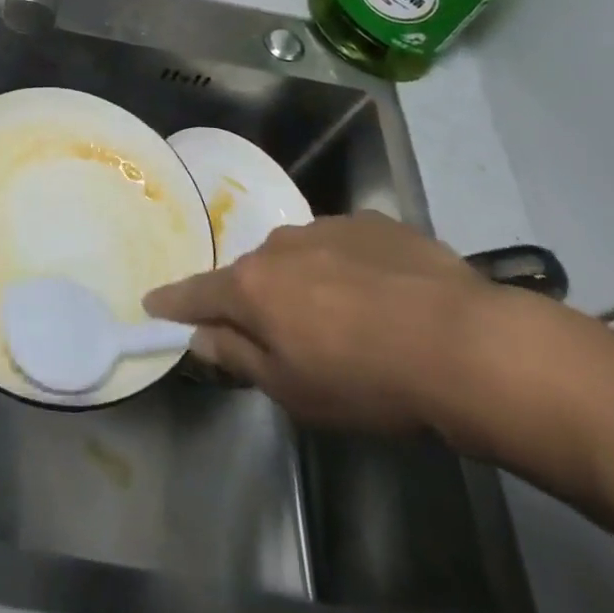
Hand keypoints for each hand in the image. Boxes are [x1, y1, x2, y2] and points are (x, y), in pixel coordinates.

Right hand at [144, 212, 503, 435]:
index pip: (198, 292)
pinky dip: (346, 268)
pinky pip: (342, 246)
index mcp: (253, 286)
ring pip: (298, 255)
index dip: (173, 301)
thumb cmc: (366, 380)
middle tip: (283, 334)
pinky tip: (383, 297)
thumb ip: (238, 357)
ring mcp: (326, 226)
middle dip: (257, 299)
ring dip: (305, 281)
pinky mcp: (371, 222)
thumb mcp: (293, 389)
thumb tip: (199, 336)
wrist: (461, 343)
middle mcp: (279, 244)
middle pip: (253, 273)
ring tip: (345, 318)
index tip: (152, 302)